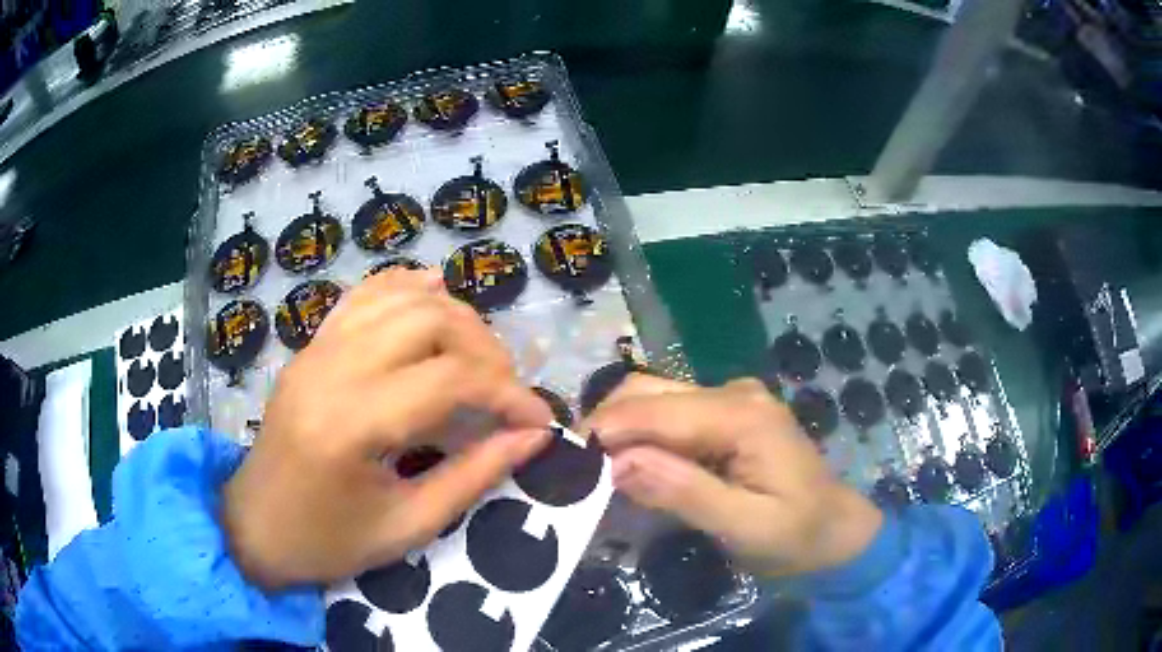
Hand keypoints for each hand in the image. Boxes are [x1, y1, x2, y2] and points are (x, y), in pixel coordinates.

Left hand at [223, 270, 551, 589]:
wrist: (255, 526)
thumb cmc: (328, 541)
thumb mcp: (408, 526)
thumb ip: (475, 475)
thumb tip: (533, 437)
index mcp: (352, 423)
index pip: (451, 380)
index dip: (508, 394)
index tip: (538, 420)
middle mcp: (332, 369)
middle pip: (430, 320)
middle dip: (486, 349)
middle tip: (507, 392)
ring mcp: (316, 349)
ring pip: (400, 297)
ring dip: (454, 316)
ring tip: (479, 358)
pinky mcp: (310, 346)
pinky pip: (363, 296)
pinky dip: (405, 289)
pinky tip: (433, 297)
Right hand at [586, 375, 881, 576]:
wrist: (835, 532)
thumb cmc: (796, 536)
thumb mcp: (744, 527)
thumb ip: (685, 493)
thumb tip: (618, 463)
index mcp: (742, 416)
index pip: (654, 412)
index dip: (603, 434)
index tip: (562, 466)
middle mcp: (733, 393)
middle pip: (647, 392)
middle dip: (604, 427)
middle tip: (574, 474)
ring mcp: (730, 399)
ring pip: (652, 398)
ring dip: (618, 430)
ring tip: (594, 472)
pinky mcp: (725, 414)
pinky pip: (668, 414)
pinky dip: (639, 435)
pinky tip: (628, 466)